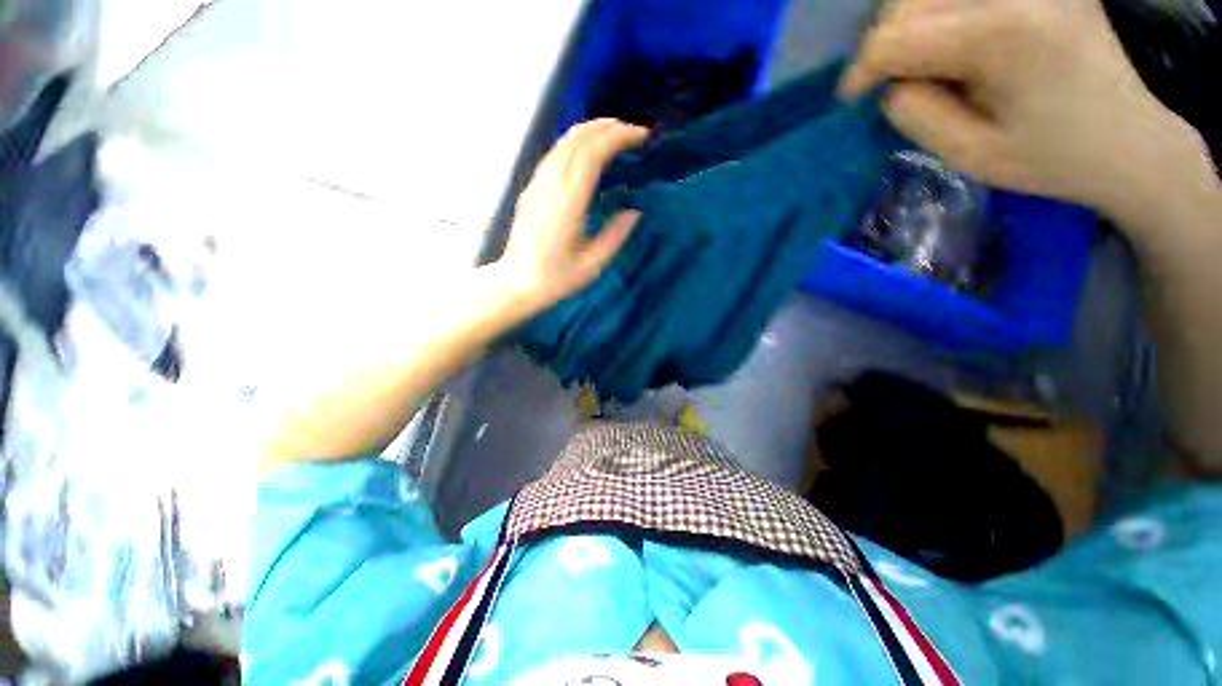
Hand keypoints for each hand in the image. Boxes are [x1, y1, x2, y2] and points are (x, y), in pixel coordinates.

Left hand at [499, 119, 649, 307]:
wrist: (517, 282)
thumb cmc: (556, 278)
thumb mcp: (593, 264)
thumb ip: (616, 235)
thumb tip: (635, 211)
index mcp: (567, 203)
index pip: (592, 153)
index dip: (619, 137)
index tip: (642, 137)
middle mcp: (550, 185)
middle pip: (577, 138)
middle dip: (609, 126)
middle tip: (634, 133)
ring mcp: (537, 184)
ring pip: (564, 141)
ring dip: (592, 131)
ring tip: (616, 136)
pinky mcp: (532, 188)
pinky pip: (556, 153)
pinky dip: (577, 143)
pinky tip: (590, 153)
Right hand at [839, 0, 1208, 213]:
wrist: (1131, 143)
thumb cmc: (1053, 159)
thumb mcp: (969, 155)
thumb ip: (917, 114)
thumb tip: (894, 83)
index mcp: (1002, 35)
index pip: (897, 37)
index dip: (863, 69)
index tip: (851, 98)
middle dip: (887, 42)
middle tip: (890, 81)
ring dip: (911, 24)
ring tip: (921, 62)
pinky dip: (942, 14)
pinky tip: (953, 44)